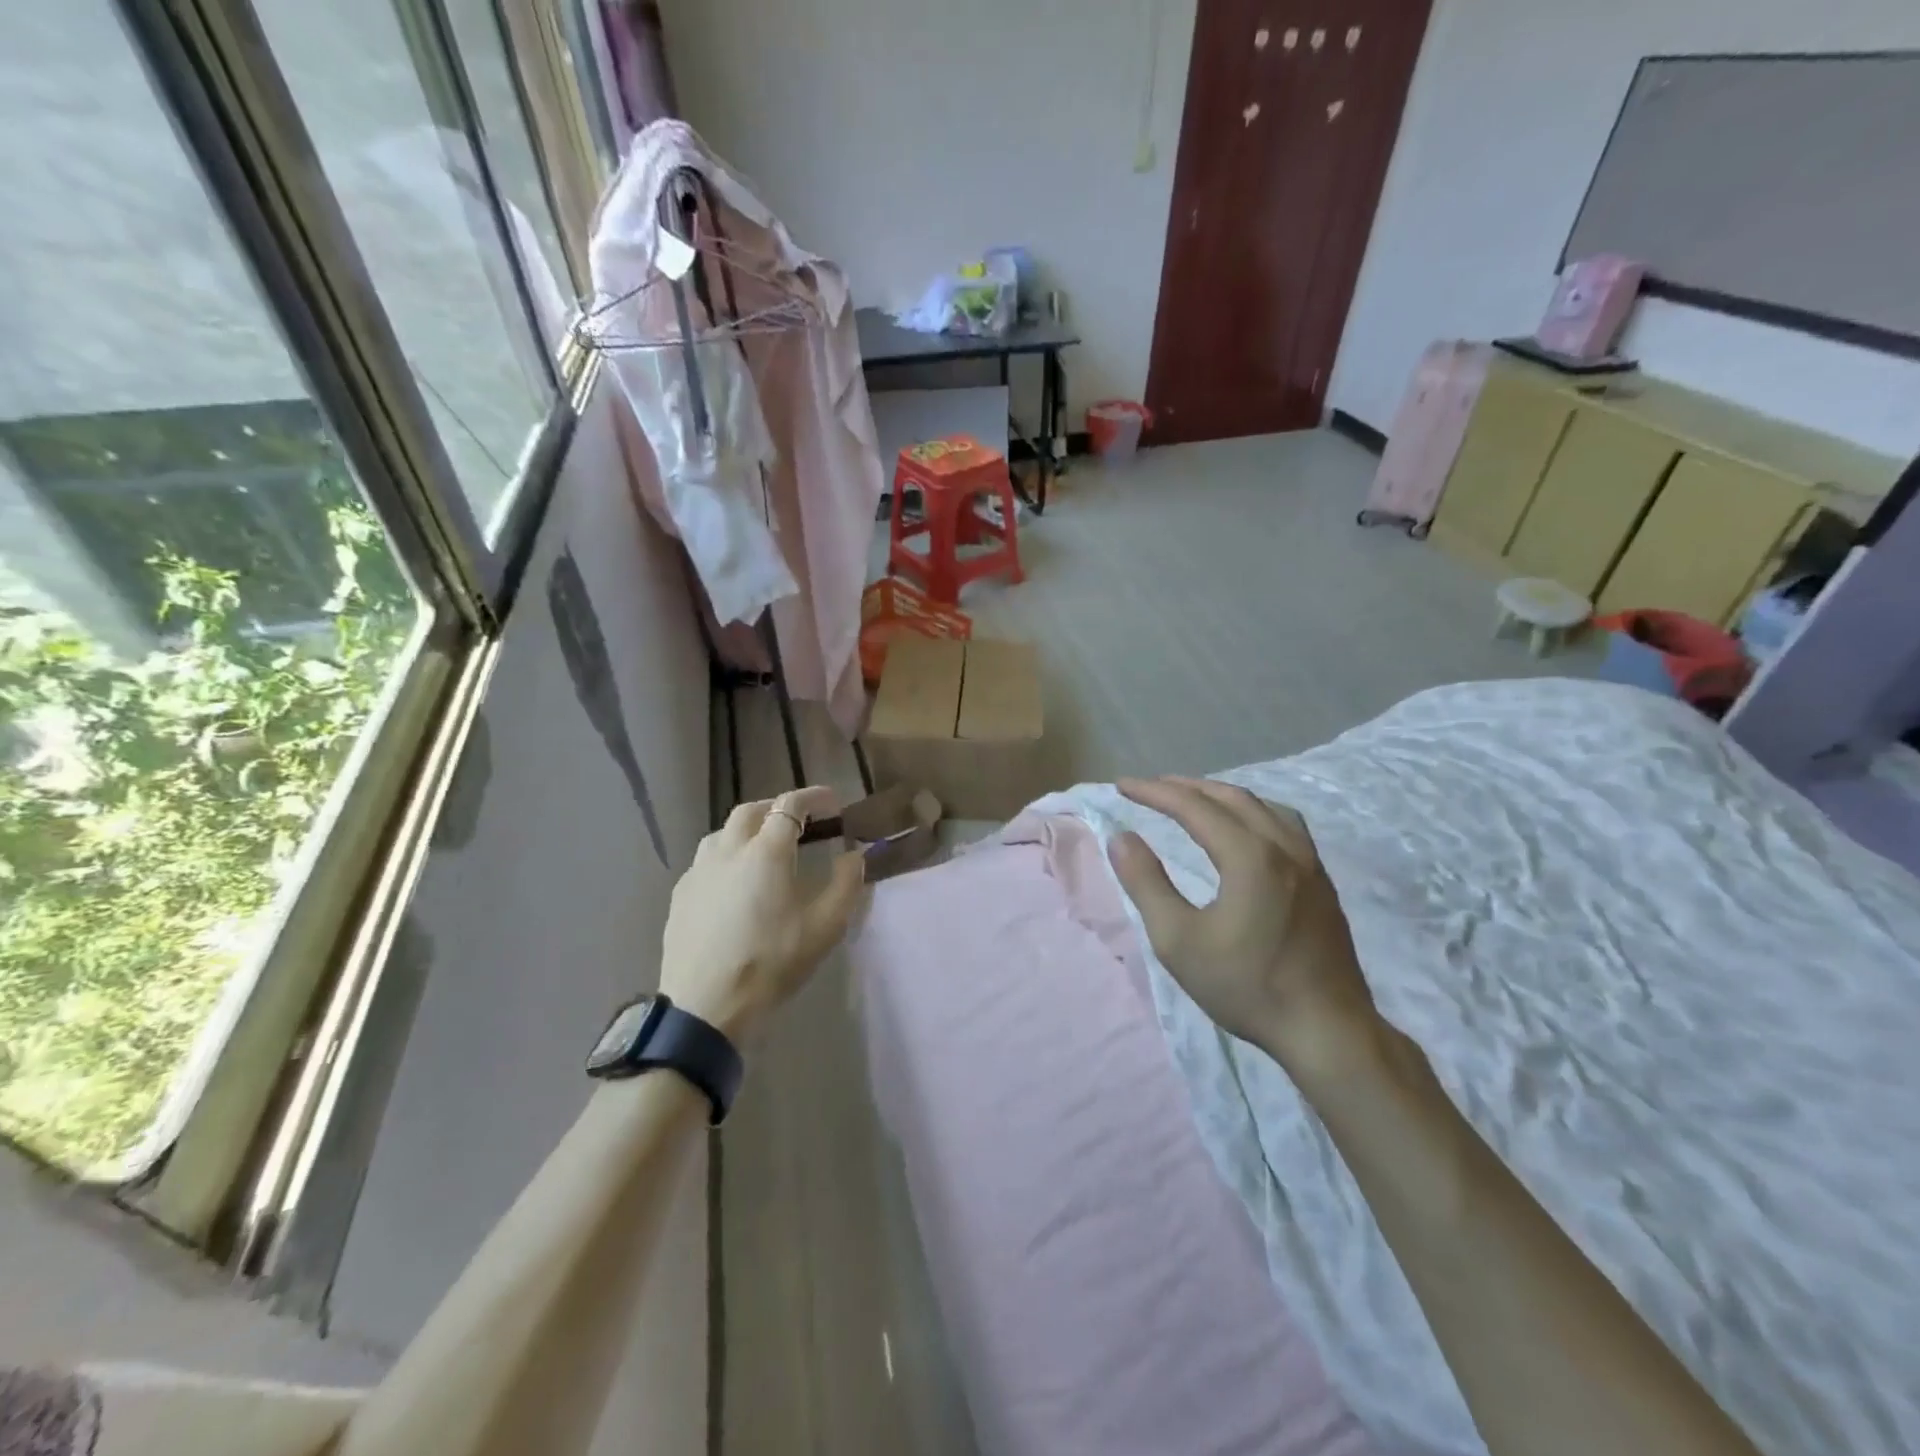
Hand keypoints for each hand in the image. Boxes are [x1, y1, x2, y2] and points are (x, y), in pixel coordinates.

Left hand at [659, 786, 865, 1043]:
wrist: (706, 1006)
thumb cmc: (772, 962)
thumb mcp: (826, 926)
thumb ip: (846, 884)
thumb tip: (855, 855)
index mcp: (766, 851)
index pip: (790, 805)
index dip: (814, 797)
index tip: (833, 802)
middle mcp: (728, 849)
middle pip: (752, 810)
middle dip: (778, 808)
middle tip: (800, 822)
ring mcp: (699, 870)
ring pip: (723, 832)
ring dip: (749, 829)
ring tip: (766, 848)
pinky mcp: (681, 894)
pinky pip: (707, 860)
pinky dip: (727, 855)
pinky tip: (735, 881)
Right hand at [1108, 777, 1380, 1076]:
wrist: (1327, 1030)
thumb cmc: (1246, 986)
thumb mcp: (1178, 941)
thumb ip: (1146, 884)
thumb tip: (1121, 838)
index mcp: (1249, 856)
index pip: (1193, 807)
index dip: (1154, 792)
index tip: (1122, 786)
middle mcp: (1283, 846)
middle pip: (1230, 797)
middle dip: (1185, 787)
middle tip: (1151, 787)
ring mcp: (1309, 862)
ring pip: (1262, 806)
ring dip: (1221, 795)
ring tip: (1193, 799)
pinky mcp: (1321, 881)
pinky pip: (1284, 823)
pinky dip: (1252, 810)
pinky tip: (1245, 829)